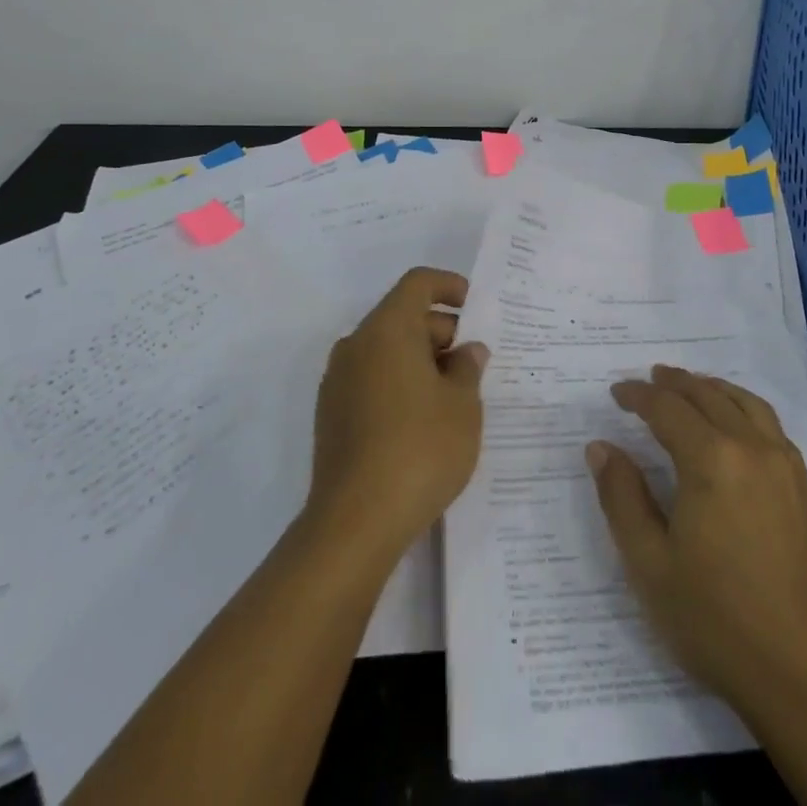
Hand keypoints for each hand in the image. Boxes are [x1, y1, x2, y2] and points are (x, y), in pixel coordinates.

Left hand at [308, 267, 487, 560]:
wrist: (354, 523)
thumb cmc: (419, 449)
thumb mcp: (463, 406)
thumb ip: (468, 368)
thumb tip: (467, 351)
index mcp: (387, 330)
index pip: (417, 284)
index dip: (449, 286)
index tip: (475, 307)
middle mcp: (356, 345)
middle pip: (402, 317)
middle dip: (441, 331)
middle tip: (474, 364)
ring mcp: (338, 382)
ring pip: (386, 350)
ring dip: (421, 360)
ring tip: (455, 395)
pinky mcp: (331, 415)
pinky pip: (372, 379)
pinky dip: (400, 383)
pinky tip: (424, 420)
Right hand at [586, 366, 806, 721]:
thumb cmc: (717, 620)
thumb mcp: (650, 564)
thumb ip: (621, 497)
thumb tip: (601, 448)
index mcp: (711, 459)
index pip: (667, 408)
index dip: (638, 396)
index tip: (616, 393)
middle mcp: (751, 447)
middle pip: (708, 395)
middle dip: (674, 383)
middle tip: (649, 379)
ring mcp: (784, 465)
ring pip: (744, 402)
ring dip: (712, 388)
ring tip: (690, 388)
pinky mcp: (804, 488)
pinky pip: (770, 425)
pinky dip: (744, 407)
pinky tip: (736, 425)